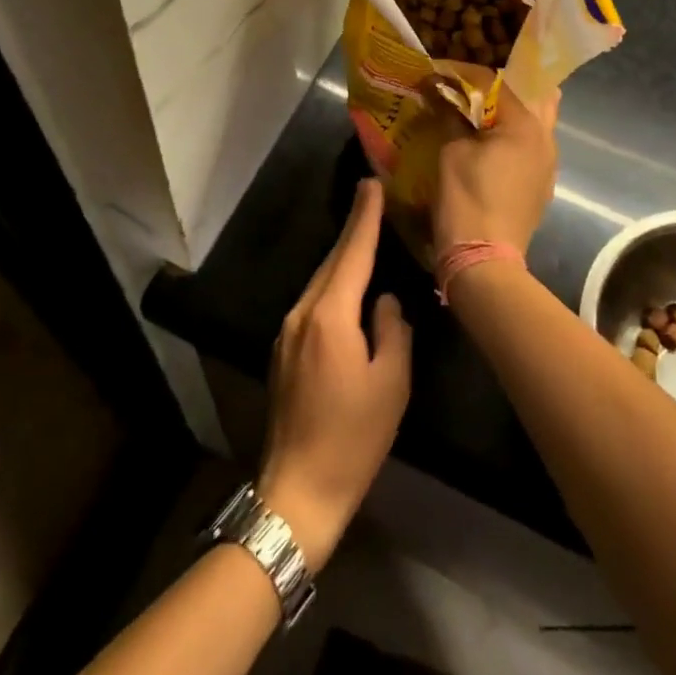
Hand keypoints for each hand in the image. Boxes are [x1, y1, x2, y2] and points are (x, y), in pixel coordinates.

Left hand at [258, 180, 410, 568]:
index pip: (352, 253)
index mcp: (330, 316)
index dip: (364, 218)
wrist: (298, 490)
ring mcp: (287, 332)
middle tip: (370, 197)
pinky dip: (333, 286)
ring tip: (364, 236)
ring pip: (321, 282)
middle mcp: (302, 313)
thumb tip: (383, 302)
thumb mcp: (391, 383)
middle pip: (333, 262)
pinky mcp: (283, 351)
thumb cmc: (353, 438)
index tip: (371, 184)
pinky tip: (346, 287)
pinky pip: (313, 303)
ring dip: (342, 258)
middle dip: (353, 229)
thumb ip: (392, 330)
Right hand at [431, 77, 559, 257]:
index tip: (437, 73)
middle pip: (531, 96)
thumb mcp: (451, 150)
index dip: (462, 74)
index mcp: (526, 124)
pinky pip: (530, 147)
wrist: (483, 260)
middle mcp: (546, 138)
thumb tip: (440, 92)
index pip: (494, 81)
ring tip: (478, 112)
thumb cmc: (466, 198)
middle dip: (500, 87)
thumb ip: (451, 115)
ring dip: (509, 113)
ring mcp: (548, 164)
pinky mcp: (541, 185)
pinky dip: (511, 137)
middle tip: (470, 88)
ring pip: (534, 123)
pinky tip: (488, 144)